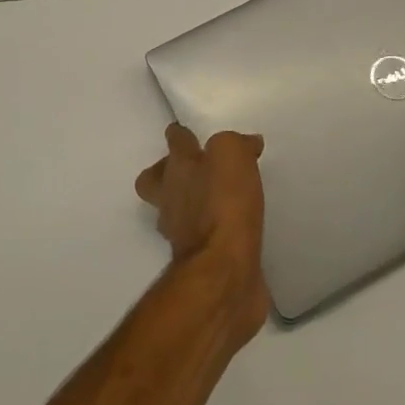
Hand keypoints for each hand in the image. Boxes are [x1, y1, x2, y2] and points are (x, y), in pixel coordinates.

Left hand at [136, 124, 268, 341]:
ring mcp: (181, 233)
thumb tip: (247, 144)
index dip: (181, 134)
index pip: (174, 142)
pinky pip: (203, 239)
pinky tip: (235, 230)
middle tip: (196, 169)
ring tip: (219, 199)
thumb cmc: (223, 205)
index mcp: (177, 169)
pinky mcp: (200, 261)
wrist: (224, 272)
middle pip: (156, 181)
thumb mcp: (231, 155)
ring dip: (192, 203)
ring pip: (176, 210)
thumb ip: (235, 144)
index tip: (189, 132)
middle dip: (169, 173)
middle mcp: (171, 199)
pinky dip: (214, 232)